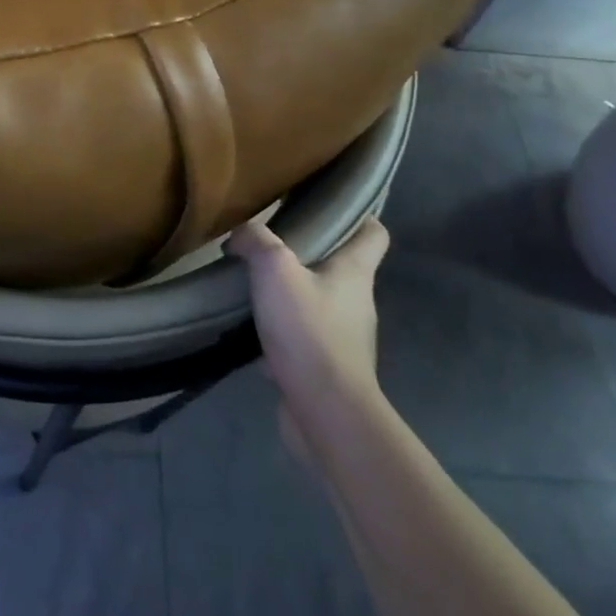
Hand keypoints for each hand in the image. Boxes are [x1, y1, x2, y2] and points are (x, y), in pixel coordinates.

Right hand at [229, 216, 390, 449]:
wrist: (325, 410)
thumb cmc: (308, 331)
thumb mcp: (275, 269)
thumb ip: (256, 241)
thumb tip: (240, 236)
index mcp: (355, 272)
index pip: (375, 233)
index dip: (359, 216)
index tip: (329, 205)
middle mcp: (357, 301)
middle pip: (340, 266)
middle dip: (310, 253)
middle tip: (271, 242)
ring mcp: (345, 336)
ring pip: (318, 301)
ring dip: (290, 293)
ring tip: (253, 283)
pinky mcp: (327, 366)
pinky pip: (303, 337)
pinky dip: (281, 331)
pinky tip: (250, 328)